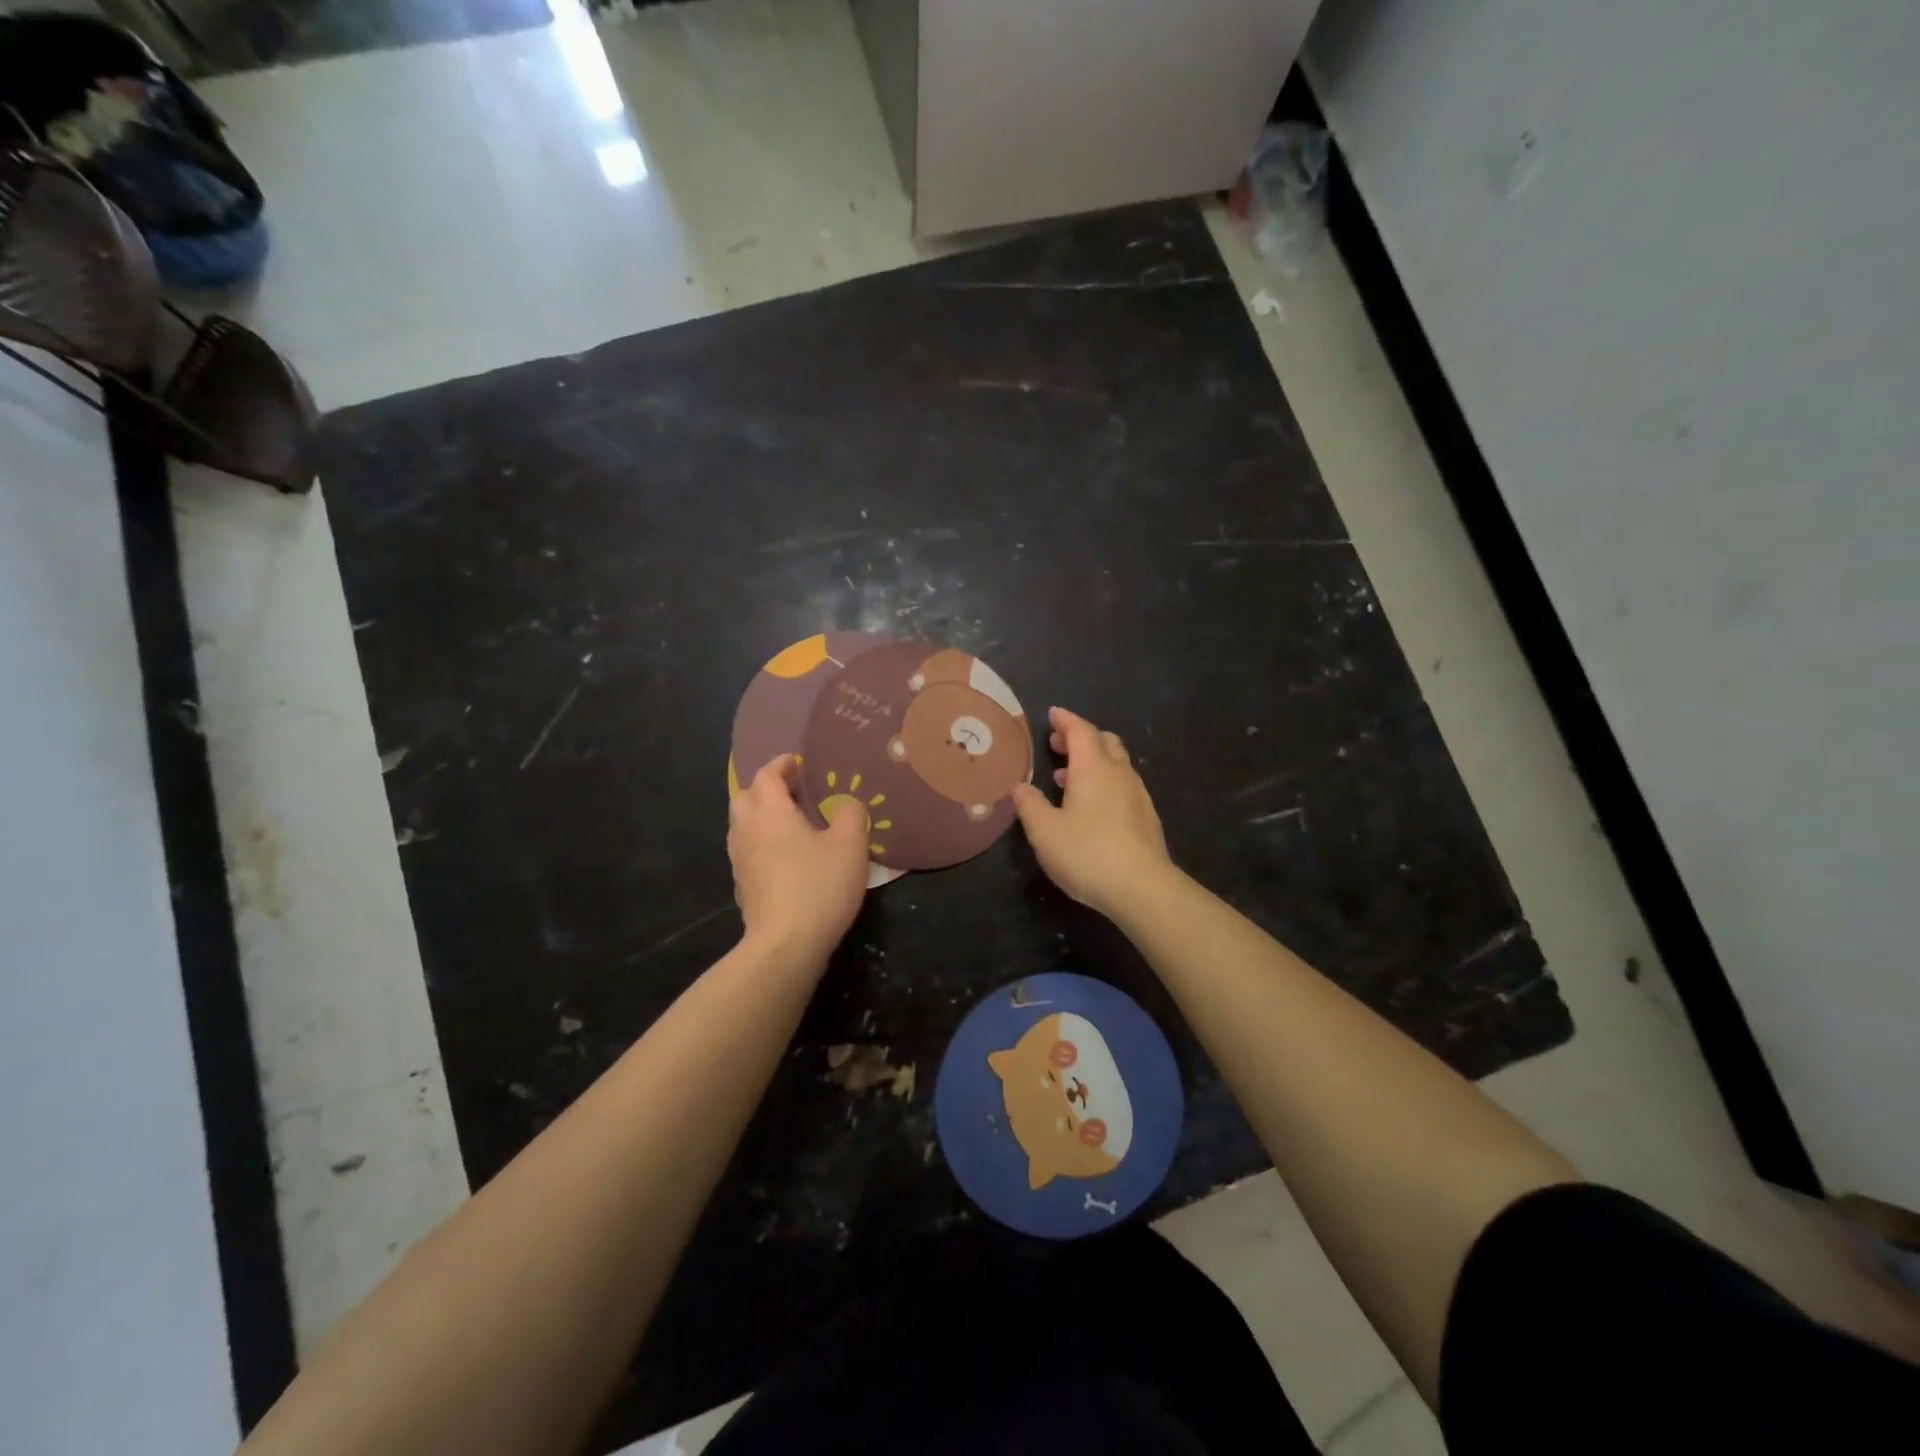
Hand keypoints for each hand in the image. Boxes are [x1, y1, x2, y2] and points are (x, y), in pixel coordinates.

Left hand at [728, 755, 869, 963]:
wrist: (786, 945)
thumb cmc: (819, 886)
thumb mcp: (850, 845)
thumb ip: (850, 814)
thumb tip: (846, 803)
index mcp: (769, 812)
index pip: (766, 775)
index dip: (782, 765)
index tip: (799, 763)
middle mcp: (746, 830)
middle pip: (746, 796)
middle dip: (766, 787)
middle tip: (794, 790)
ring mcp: (740, 860)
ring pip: (743, 824)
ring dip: (762, 814)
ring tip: (792, 821)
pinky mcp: (742, 885)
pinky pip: (748, 849)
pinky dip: (762, 840)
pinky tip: (786, 854)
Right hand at [1012, 707, 1174, 917]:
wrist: (1142, 888)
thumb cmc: (1086, 852)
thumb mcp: (1044, 831)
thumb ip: (1030, 805)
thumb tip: (1020, 786)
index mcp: (1093, 768)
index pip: (1080, 730)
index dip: (1065, 720)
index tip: (1052, 714)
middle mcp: (1119, 773)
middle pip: (1104, 741)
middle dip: (1080, 738)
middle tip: (1058, 745)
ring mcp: (1138, 795)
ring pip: (1116, 764)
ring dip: (1092, 762)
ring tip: (1066, 778)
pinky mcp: (1146, 818)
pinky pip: (1123, 786)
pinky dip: (1104, 783)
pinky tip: (1091, 808)